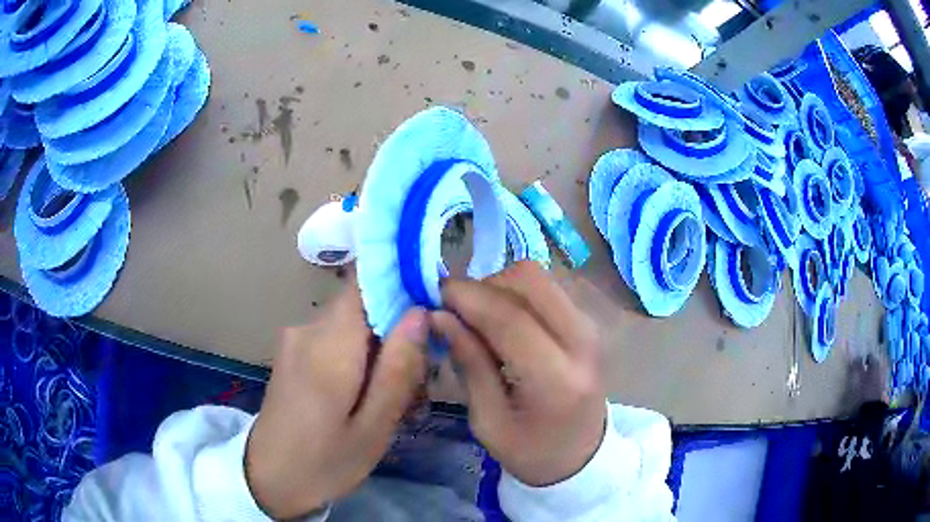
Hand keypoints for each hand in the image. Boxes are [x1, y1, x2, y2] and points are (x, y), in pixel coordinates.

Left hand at [246, 284, 427, 517]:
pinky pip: (336, 340)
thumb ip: (397, 368)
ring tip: (398, 398)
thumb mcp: (373, 427)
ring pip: (353, 325)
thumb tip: (420, 313)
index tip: (431, 314)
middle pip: (364, 307)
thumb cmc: (324, 462)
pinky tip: (368, 397)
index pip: (366, 283)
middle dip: (397, 333)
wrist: (267, 478)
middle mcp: (307, 329)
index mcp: (328, 345)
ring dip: (380, 351)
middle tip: (419, 381)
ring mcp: (296, 339)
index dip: (401, 286)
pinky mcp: (293, 352)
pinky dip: (359, 359)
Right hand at [430, 261, 605, 486]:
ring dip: (499, 287)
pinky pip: (545, 288)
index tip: (433, 296)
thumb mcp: (488, 421)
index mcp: (556, 379)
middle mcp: (581, 341)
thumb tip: (439, 315)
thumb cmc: (532, 451)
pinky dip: (515, 294)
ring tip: (478, 319)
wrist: (583, 454)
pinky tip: (501, 322)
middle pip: (527, 280)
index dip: (467, 298)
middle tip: (457, 312)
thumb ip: (468, 363)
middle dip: (484, 286)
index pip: (510, 318)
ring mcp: (589, 326)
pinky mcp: (587, 320)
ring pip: (536, 277)